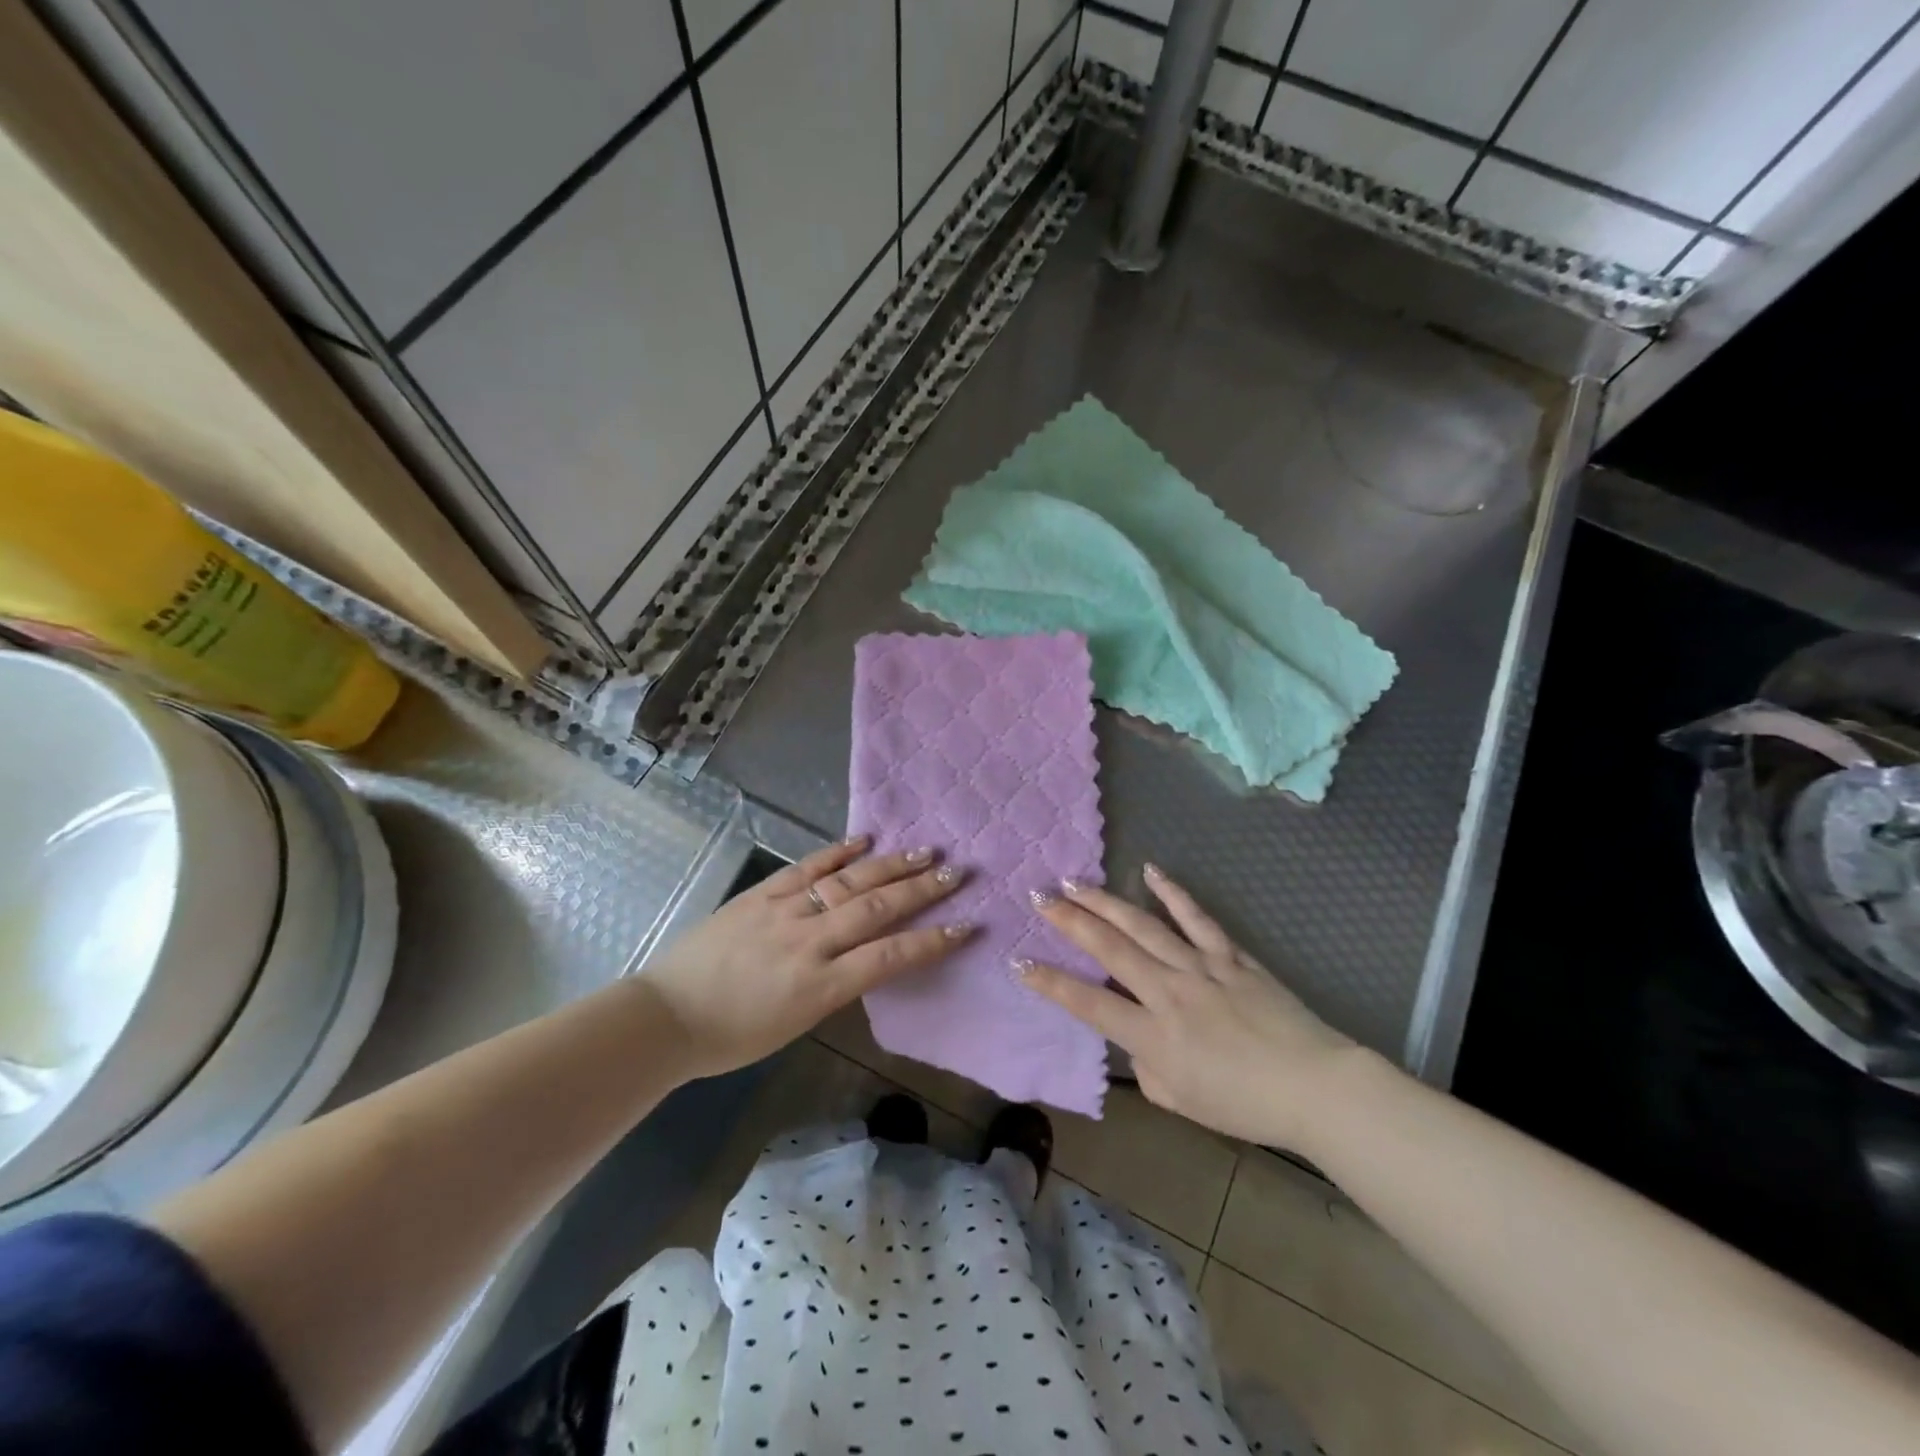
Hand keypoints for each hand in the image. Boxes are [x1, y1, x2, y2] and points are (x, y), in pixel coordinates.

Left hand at [638, 836, 968, 1079]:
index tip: (965, 926)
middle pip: (875, 910)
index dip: (931, 942)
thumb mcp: (794, 1025)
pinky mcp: (760, 894)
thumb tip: (868, 956)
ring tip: (924, 852)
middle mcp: (807, 943)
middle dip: (920, 891)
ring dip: (889, 866)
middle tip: (957, 873)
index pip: (888, 957)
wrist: (664, 1016)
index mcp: (818, 987)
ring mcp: (782, 912)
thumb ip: (834, 987)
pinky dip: (837, 852)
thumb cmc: (731, 1038)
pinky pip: (805, 868)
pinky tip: (864, 840)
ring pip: (846, 883)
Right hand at [1019, 866, 1358, 1147]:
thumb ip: (1146, 1066)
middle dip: (1069, 921)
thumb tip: (1137, 1037)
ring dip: (1105, 902)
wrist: (1314, 1087)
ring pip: (1143, 926)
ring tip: (1075, 882)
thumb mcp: (1180, 1101)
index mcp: (1153, 1036)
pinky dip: (1172, 893)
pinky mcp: (1230, 955)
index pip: (1088, 1003)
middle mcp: (1168, 992)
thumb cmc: (1244, 1104)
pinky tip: (1150, 872)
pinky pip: (1196, 918)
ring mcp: (1200, 967)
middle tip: (1039, 897)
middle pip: (1109, 949)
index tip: (1019, 961)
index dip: (1049, 982)